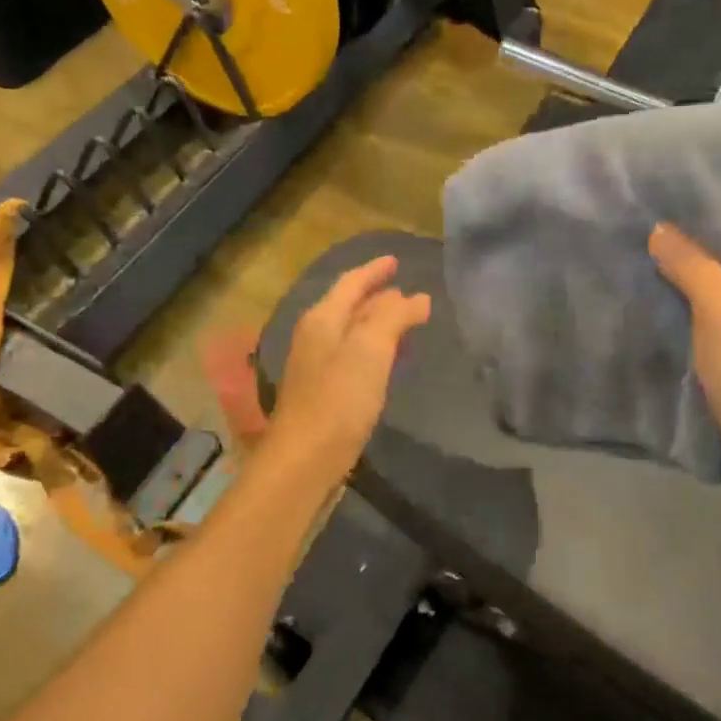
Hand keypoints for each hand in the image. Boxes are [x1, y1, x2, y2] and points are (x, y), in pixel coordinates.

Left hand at [268, 256, 430, 472]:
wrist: (305, 460)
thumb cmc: (338, 399)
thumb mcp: (369, 349)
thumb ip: (392, 317)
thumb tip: (415, 297)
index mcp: (322, 319)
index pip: (351, 283)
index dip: (374, 270)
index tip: (396, 260)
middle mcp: (315, 337)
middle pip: (349, 306)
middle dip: (378, 297)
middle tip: (408, 293)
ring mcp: (317, 367)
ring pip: (352, 333)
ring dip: (377, 324)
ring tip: (405, 322)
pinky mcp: (324, 394)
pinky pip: (353, 358)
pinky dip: (374, 350)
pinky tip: (388, 363)